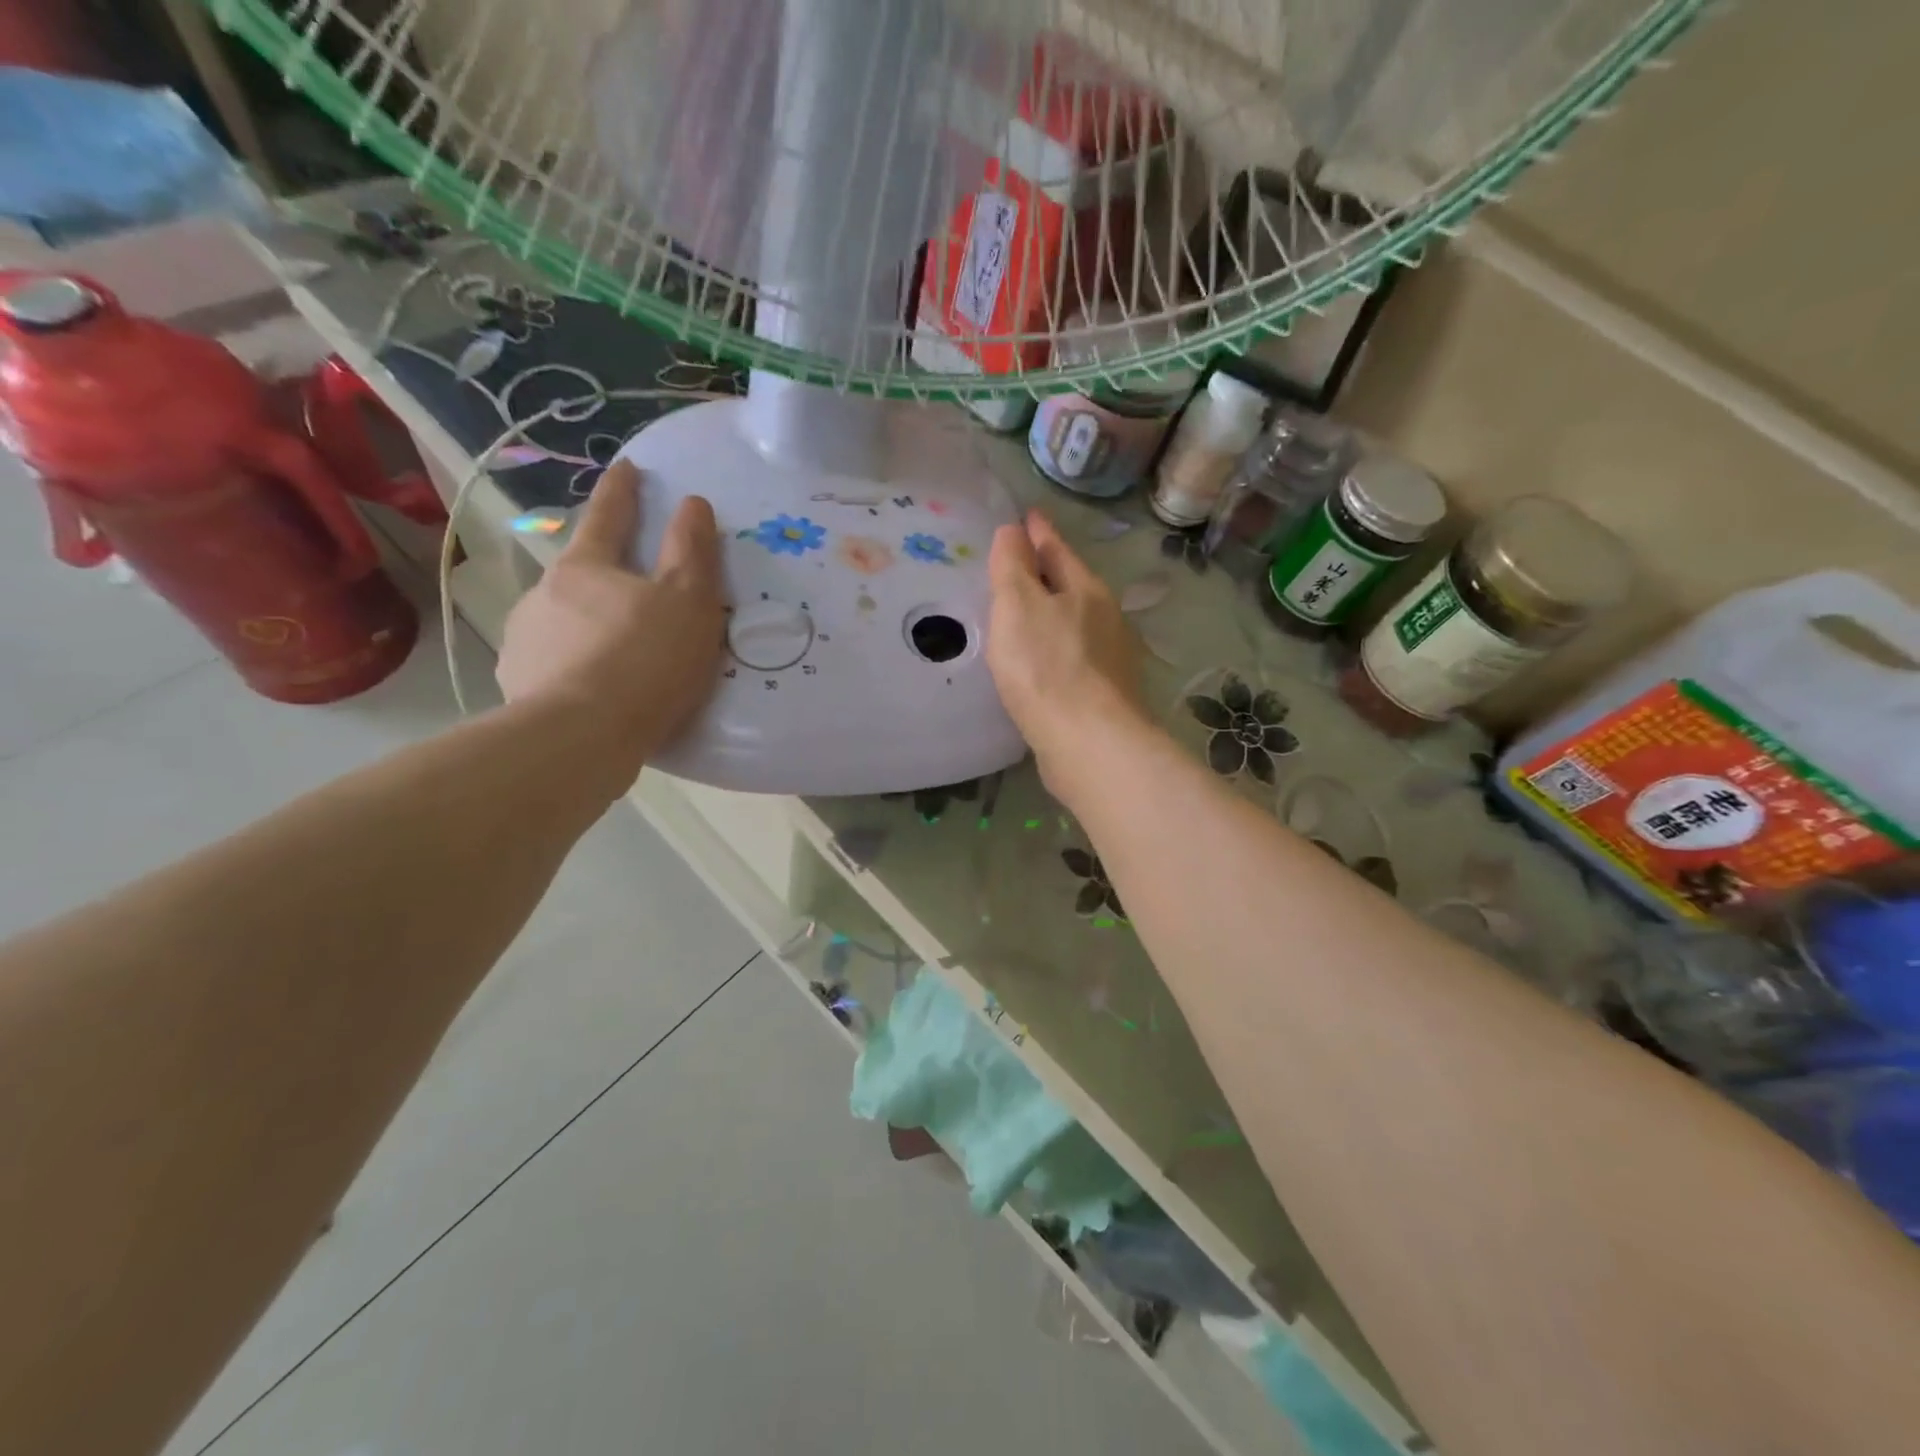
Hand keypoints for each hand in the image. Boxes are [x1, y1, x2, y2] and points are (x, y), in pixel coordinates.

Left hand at [496, 460, 724, 772]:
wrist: (582, 737)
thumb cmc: (645, 660)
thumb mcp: (689, 601)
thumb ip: (692, 550)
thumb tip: (692, 502)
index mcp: (587, 567)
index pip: (609, 516)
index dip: (623, 491)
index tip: (628, 467)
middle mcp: (544, 593)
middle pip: (582, 573)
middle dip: (606, 576)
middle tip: (636, 597)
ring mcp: (524, 639)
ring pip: (563, 621)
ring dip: (587, 626)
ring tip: (616, 656)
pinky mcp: (518, 684)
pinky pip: (552, 665)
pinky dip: (572, 667)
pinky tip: (591, 691)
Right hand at [986, 510, 1145, 798]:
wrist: (1088, 742)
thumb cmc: (1046, 666)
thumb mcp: (1018, 605)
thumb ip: (1013, 566)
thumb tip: (1014, 531)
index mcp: (1086, 589)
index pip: (1058, 550)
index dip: (1039, 533)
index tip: (1027, 516)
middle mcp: (1106, 619)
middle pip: (1072, 585)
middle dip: (1049, 573)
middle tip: (1021, 565)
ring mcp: (1110, 659)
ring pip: (1075, 623)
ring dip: (1053, 614)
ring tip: (1027, 614)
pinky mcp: (1105, 695)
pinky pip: (1074, 658)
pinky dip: (1056, 650)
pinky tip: (1043, 663)